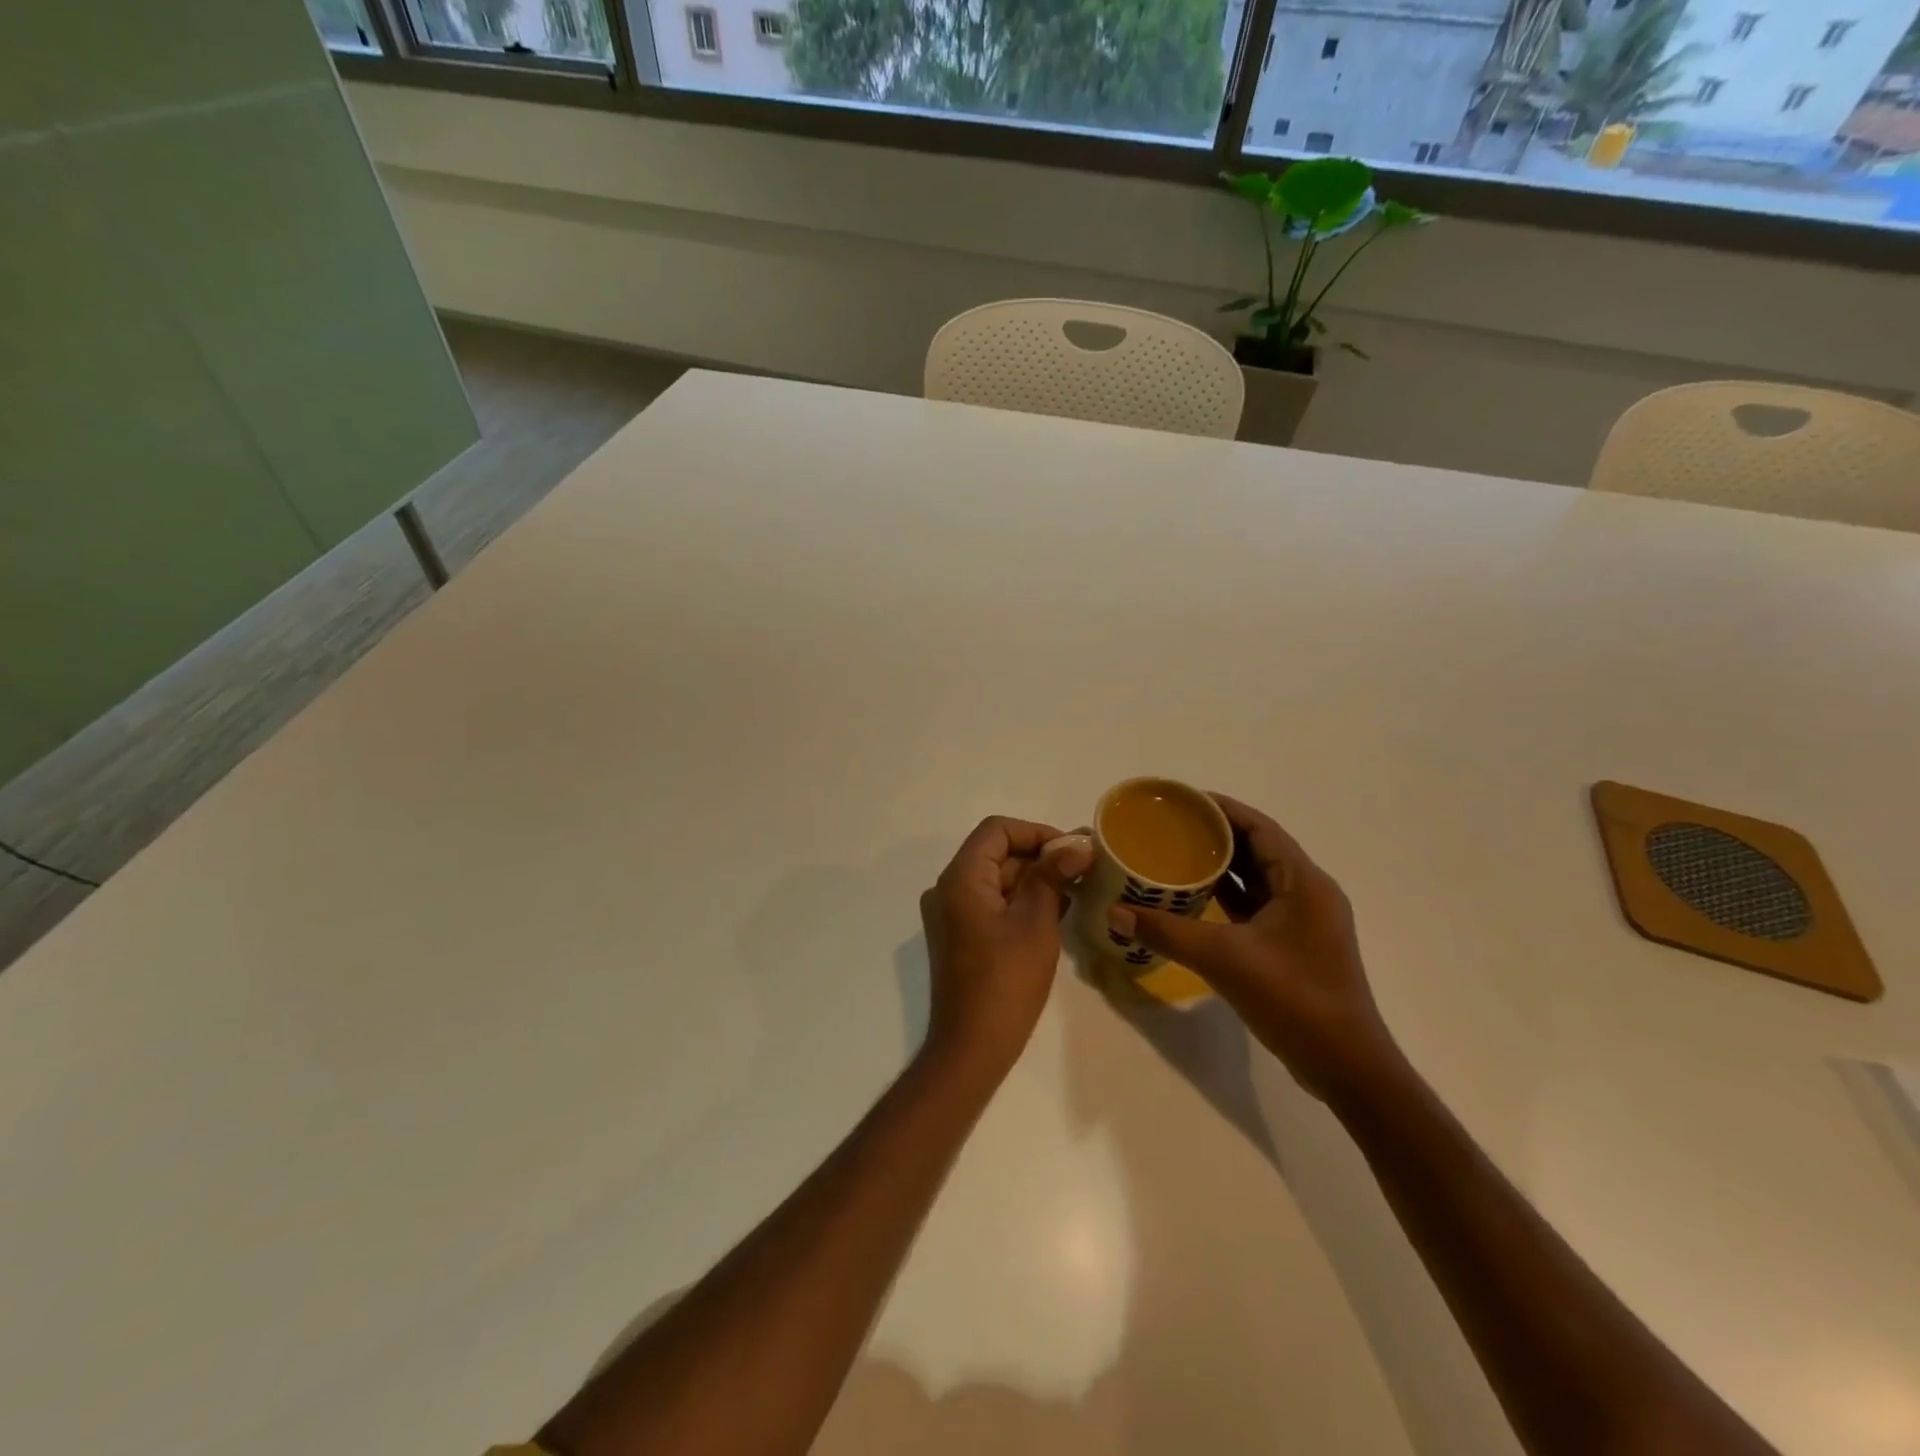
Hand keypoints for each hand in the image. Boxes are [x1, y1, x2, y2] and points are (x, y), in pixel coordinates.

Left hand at [919, 817, 1094, 1082]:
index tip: (1073, 850)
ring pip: (996, 878)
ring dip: (1035, 879)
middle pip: (996, 853)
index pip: (997, 830)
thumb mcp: (1036, 923)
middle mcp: (948, 888)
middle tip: (1085, 870)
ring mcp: (951, 914)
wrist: (971, 1048)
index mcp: (961, 878)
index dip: (1037, 832)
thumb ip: (1053, 876)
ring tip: (1078, 890)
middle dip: (1040, 856)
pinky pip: (992, 903)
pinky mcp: (960, 936)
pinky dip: (1022, 901)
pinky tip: (1057, 911)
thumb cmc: (1005, 982)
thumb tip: (1077, 844)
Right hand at [1112, 794, 1397, 1103]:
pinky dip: (1228, 897)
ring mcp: (1303, 921)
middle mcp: (1308, 893)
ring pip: (1257, 879)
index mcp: (1304, 883)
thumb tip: (1114, 913)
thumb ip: (1167, 932)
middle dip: (1216, 835)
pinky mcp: (1294, 945)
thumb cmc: (1294, 1000)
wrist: (1346, 1068)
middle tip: (1169, 827)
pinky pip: (1257, 906)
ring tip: (1175, 854)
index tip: (1181, 800)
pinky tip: (1194, 897)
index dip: (1222, 809)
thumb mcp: (1225, 960)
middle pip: (1258, 849)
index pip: (1260, 827)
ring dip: (1221, 866)